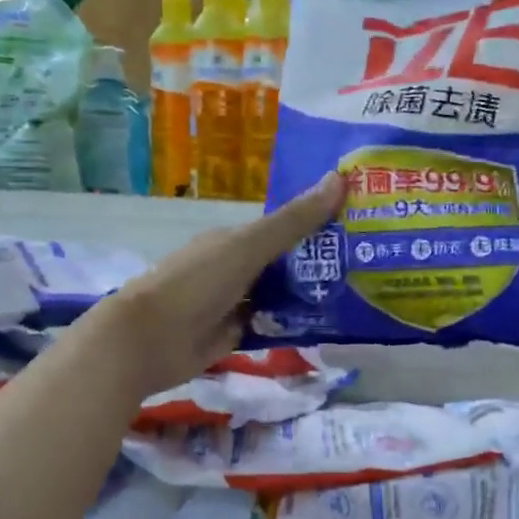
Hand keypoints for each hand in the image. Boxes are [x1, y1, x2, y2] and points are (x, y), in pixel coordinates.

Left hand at [89, 172, 346, 395]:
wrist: (149, 341)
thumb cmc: (197, 283)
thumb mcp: (249, 246)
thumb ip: (294, 221)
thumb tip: (340, 177)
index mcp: (233, 240)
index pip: (283, 227)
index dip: (317, 224)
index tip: (358, 225)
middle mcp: (234, 268)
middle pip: (284, 264)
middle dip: (320, 264)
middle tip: (369, 265)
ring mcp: (234, 303)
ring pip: (280, 296)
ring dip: (309, 297)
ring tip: (359, 296)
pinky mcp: (234, 336)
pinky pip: (271, 326)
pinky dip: (292, 325)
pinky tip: (326, 326)